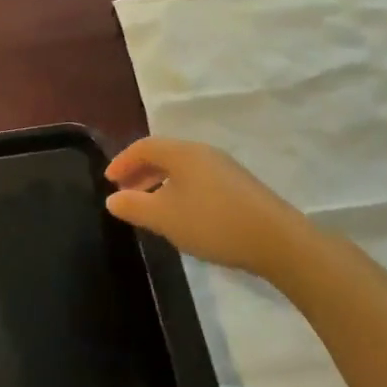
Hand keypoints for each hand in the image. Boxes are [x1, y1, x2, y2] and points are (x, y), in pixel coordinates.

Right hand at [105, 137, 315, 282]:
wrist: (277, 241)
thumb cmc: (213, 223)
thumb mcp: (165, 218)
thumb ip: (134, 206)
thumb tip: (112, 199)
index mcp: (183, 153)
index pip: (144, 146)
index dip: (122, 161)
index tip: (108, 181)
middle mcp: (203, 153)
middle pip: (164, 154)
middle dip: (140, 172)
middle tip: (124, 193)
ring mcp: (225, 169)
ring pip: (182, 169)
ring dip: (159, 183)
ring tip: (149, 207)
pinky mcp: (239, 187)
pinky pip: (198, 180)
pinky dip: (179, 190)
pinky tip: (181, 215)